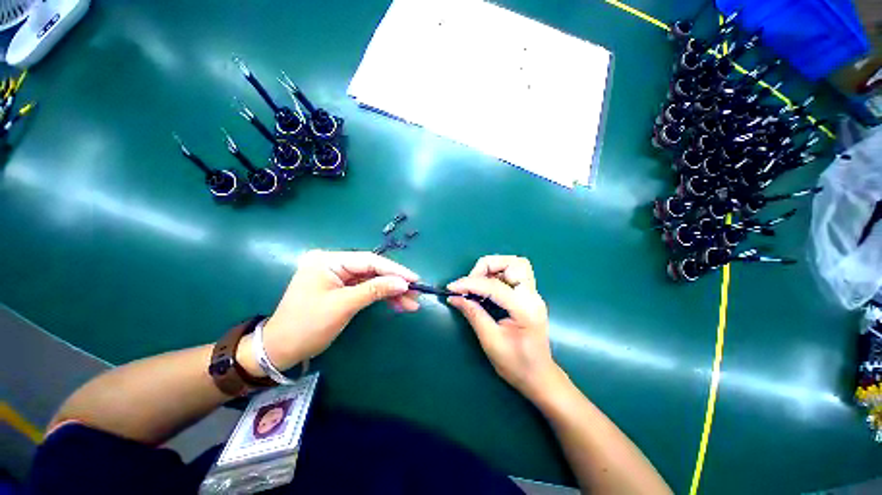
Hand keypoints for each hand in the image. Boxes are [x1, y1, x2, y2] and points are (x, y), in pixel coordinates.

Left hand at [257, 250, 419, 371]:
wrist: (280, 350)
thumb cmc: (308, 326)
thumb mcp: (343, 306)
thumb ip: (375, 290)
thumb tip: (403, 283)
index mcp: (329, 261)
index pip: (369, 260)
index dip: (394, 270)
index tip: (415, 279)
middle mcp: (334, 263)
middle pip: (373, 270)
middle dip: (395, 283)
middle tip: (416, 293)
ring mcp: (338, 276)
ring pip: (372, 280)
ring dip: (391, 291)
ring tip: (411, 302)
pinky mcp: (341, 287)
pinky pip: (366, 288)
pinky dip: (381, 296)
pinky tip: (397, 303)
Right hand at [447, 256, 562, 400]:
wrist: (540, 378)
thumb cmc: (516, 365)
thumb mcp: (491, 341)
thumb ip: (473, 314)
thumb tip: (454, 297)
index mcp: (524, 309)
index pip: (494, 286)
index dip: (469, 283)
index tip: (452, 287)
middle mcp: (532, 296)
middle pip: (515, 262)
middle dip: (489, 265)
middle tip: (472, 281)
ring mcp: (533, 295)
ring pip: (516, 264)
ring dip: (494, 268)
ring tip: (478, 283)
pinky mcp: (529, 297)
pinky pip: (514, 275)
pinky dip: (498, 275)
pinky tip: (486, 289)